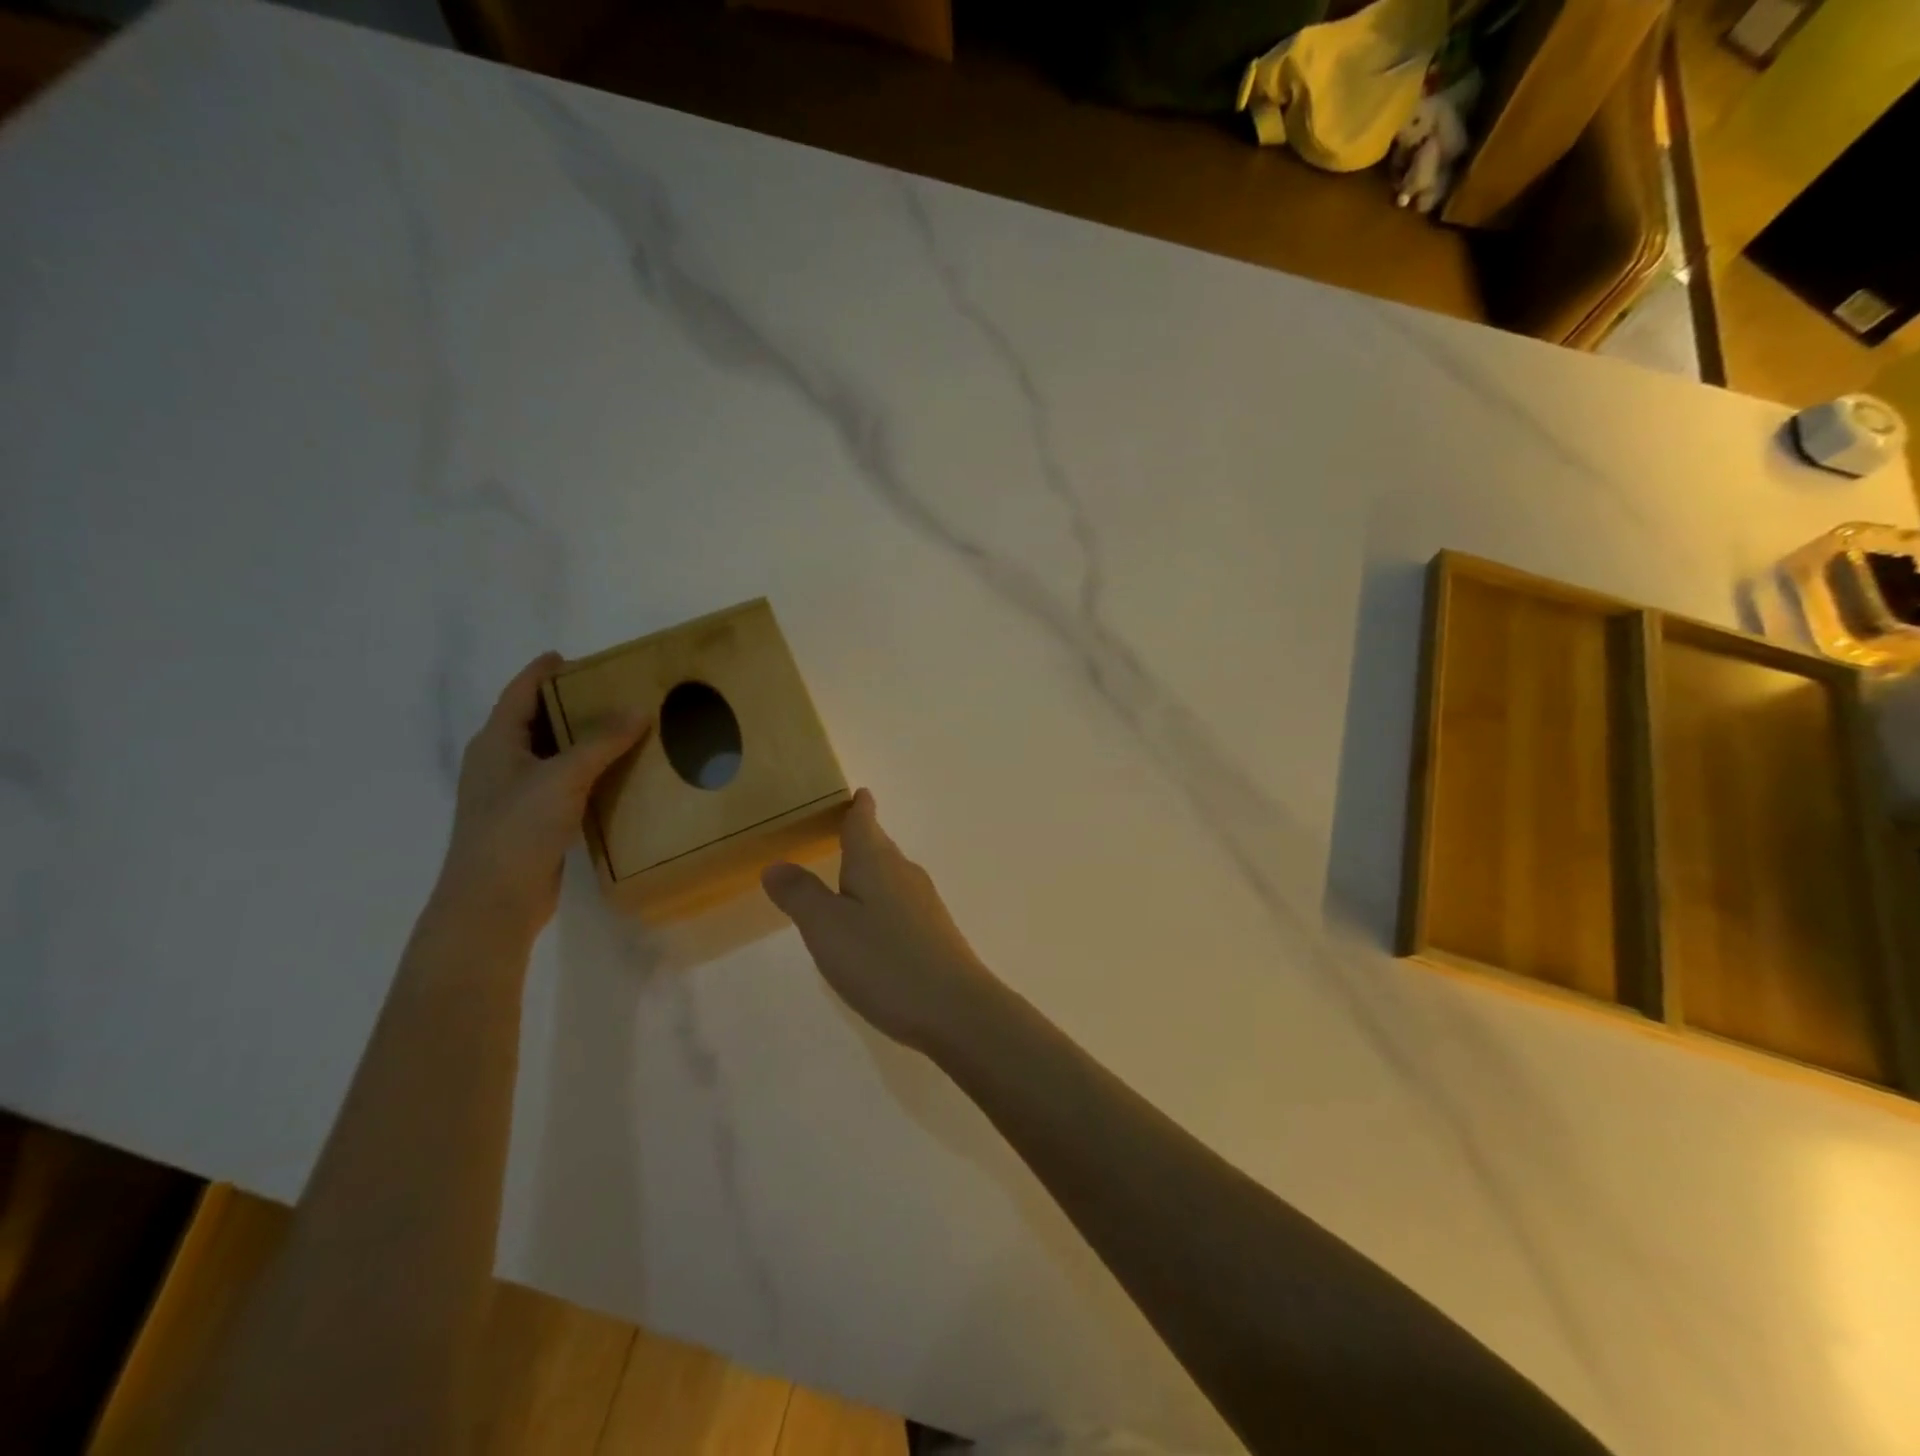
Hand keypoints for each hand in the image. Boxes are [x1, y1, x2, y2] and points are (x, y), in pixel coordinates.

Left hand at [430, 651, 648, 949]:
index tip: (568, 656)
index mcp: (496, 743)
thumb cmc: (517, 828)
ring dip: (581, 740)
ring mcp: (514, 795)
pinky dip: (586, 773)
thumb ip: (601, 741)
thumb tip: (639, 709)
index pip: (519, 694)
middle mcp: (500, 763)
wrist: (493, 900)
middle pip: (535, 722)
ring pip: (551, 755)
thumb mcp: (562, 776)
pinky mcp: (531, 821)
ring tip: (622, 728)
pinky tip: (615, 775)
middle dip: (568, 704)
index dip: (541, 672)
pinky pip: (562, 784)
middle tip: (611, 691)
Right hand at [762, 789, 997, 1054]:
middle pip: (880, 846)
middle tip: (840, 831)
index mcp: (876, 862)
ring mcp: (924, 904)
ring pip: (891, 875)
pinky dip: (882, 902)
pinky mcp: (934, 933)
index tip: (859, 793)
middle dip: (862, 837)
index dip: (859, 807)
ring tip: (849, 876)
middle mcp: (904, 873)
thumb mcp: (827, 928)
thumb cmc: (883, 960)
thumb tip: (777, 863)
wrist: (955, 1009)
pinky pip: (900, 903)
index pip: (864, 822)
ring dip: (871, 871)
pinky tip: (873, 925)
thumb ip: (800, 894)